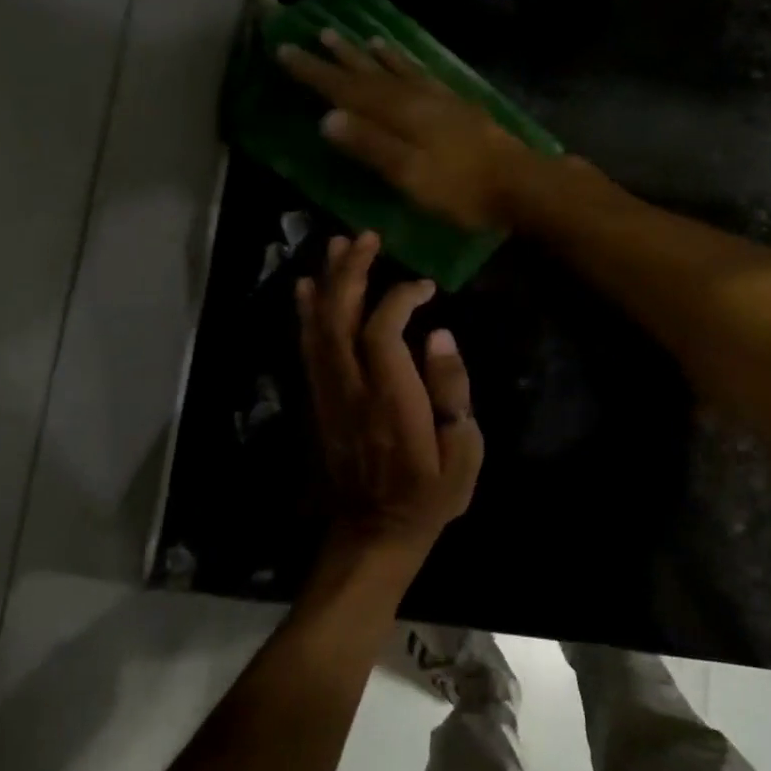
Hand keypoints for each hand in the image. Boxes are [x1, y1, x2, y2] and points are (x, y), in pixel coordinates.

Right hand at [277, 29, 535, 229]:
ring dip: (370, 55)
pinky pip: (422, 74)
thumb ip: (371, 146)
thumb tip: (327, 118)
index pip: (347, 90)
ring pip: (396, 69)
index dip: (315, 73)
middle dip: (337, 58)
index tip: (284, 51)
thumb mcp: (411, 175)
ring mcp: (439, 99)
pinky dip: (405, 63)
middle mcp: (415, 97)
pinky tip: (403, 60)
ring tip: (350, 37)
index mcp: (399, 114)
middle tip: (311, 35)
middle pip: (369, 73)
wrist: (521, 184)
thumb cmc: (462, 189)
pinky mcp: (458, 106)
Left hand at [296, 231, 484, 559]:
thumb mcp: (463, 454)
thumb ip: (452, 392)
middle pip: (341, 319)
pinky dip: (307, 314)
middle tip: (366, 236)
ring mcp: (329, 395)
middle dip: (352, 273)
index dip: (399, 298)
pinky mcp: (319, 400)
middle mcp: (352, 390)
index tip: (425, 285)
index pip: (382, 332)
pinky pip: (308, 348)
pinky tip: (309, 288)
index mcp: (391, 402)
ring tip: (338, 245)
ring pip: (319, 328)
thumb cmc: (428, 495)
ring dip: (328, 283)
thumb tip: (441, 336)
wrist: (374, 533)